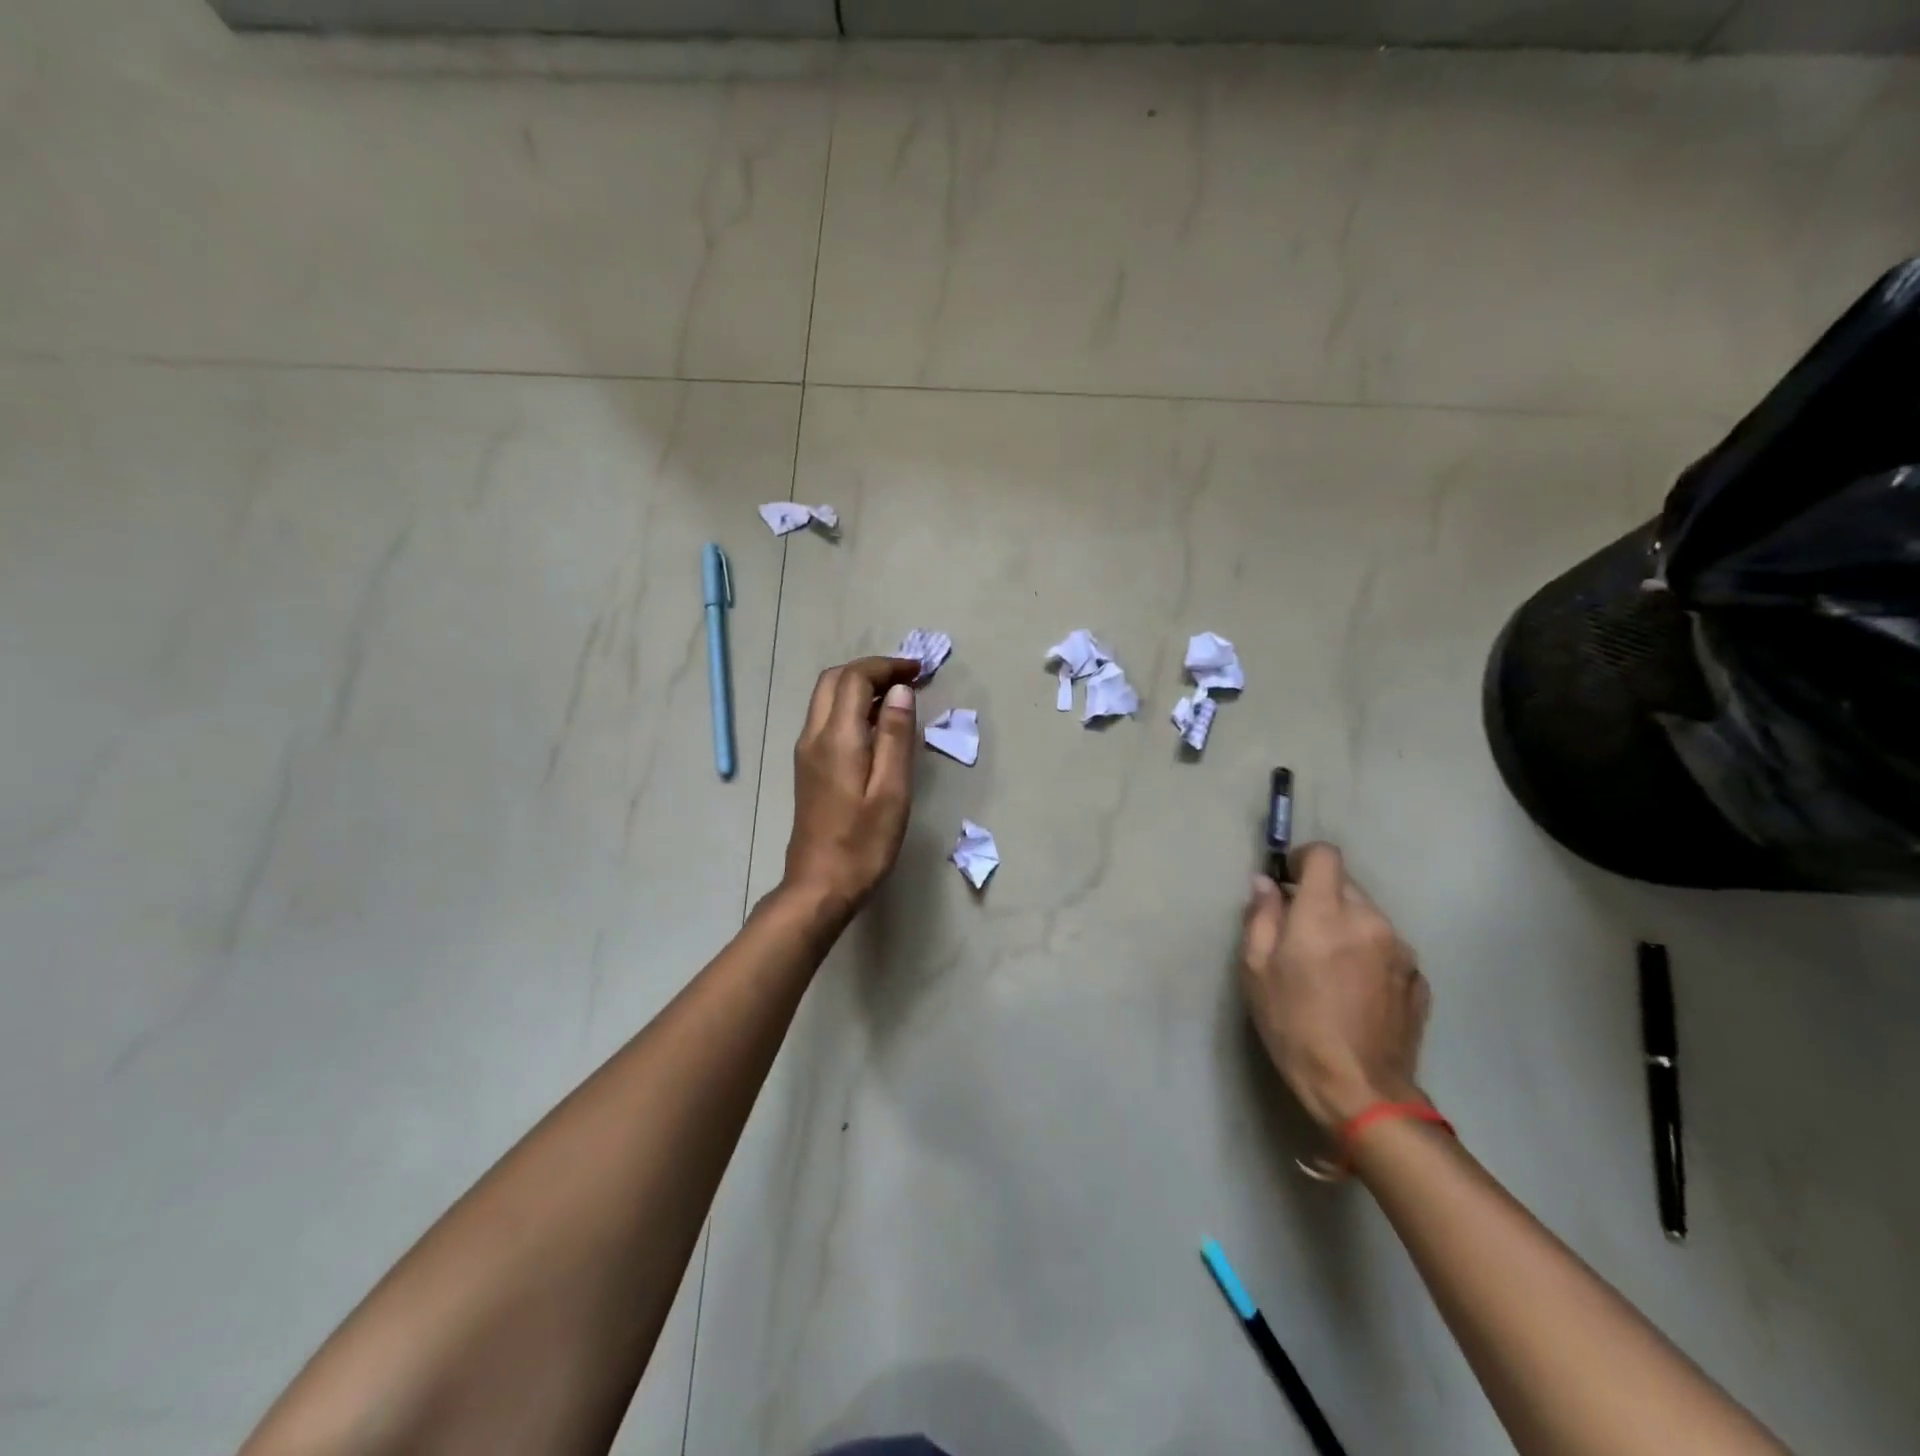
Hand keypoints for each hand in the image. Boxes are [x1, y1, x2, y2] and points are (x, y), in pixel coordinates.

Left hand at [782, 656, 920, 918]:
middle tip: (908, 678)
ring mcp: (806, 751)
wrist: (819, 885)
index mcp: (837, 738)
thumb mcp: (892, 791)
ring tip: (898, 697)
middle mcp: (814, 736)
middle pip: (834, 680)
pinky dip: (850, 706)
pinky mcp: (807, 767)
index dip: (887, 666)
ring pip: (826, 697)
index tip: (919, 670)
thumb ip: (896, 737)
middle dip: (871, 669)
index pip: (855, 678)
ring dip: (859, 685)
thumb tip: (901, 691)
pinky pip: (826, 718)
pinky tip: (877, 726)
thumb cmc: (863, 844)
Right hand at [1239, 843, 1430, 1129]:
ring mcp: (1401, 949)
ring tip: (1329, 967)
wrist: (1360, 1089)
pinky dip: (1368, 953)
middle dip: (1321, 898)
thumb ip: (1261, 917)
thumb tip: (1265, 883)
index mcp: (1326, 913)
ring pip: (1368, 916)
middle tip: (1300, 934)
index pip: (1325, 855)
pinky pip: (1387, 946)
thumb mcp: (1256, 970)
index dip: (1304, 860)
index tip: (1289, 881)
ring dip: (1346, 926)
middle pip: (1345, 884)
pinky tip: (1355, 989)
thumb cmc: (1294, 1025)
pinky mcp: (1418, 977)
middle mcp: (1370, 920)